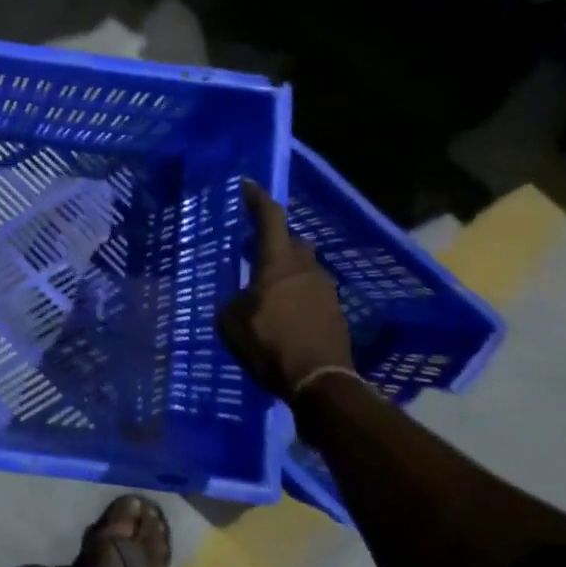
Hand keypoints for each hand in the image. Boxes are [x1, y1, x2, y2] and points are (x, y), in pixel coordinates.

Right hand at [216, 178, 353, 398]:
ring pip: (304, 267)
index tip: (247, 186)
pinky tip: (282, 311)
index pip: (270, 218)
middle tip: (254, 247)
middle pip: (292, 241)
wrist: (319, 381)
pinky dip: (295, 293)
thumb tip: (240, 299)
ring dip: (286, 269)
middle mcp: (306, 268)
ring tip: (266, 285)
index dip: (257, 199)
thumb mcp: (231, 322)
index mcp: (278, 263)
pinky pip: (310, 291)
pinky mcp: (334, 312)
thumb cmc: (270, 344)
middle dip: (275, 239)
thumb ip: (234, 302)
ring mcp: (325, 290)